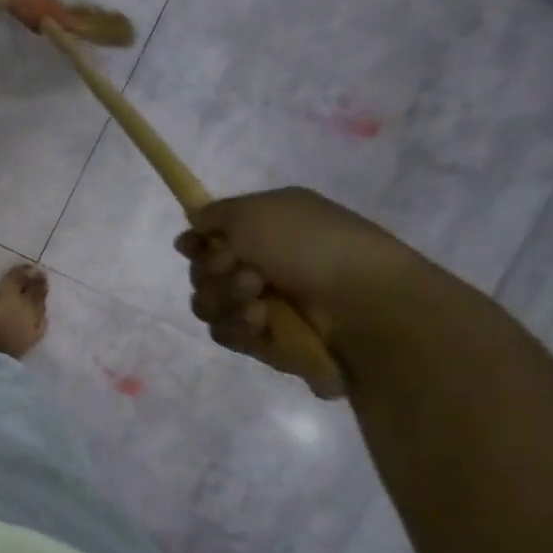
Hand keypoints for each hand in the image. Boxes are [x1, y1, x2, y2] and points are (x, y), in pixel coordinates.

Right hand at [175, 187, 434, 364]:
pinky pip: (225, 333)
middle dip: (211, 270)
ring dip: (224, 297)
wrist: (361, 303)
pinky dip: (238, 324)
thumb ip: (216, 213)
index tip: (191, 246)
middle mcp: (262, 267)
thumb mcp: (257, 211)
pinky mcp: (263, 341)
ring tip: (255, 294)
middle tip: (236, 266)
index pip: (211, 239)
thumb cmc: (311, 245)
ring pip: (208, 305)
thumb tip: (196, 223)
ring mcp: (262, 306)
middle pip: (202, 274)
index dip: (195, 243)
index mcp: (266, 231)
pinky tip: (261, 319)